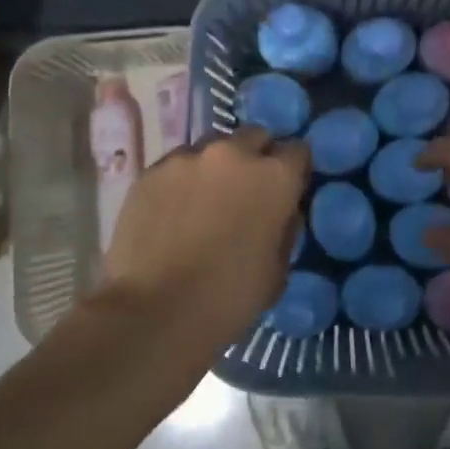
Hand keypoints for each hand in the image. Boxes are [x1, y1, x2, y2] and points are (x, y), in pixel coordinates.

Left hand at [91, 128, 309, 355]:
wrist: (154, 311)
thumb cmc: (228, 297)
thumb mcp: (277, 270)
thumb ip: (284, 229)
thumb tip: (281, 212)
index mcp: (274, 176)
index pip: (298, 151)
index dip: (294, 169)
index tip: (289, 188)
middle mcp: (233, 153)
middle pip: (255, 137)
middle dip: (256, 157)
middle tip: (248, 190)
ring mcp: (187, 157)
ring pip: (212, 147)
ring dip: (217, 165)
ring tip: (206, 199)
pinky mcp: (151, 170)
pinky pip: (177, 164)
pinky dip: (183, 179)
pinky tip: (174, 210)